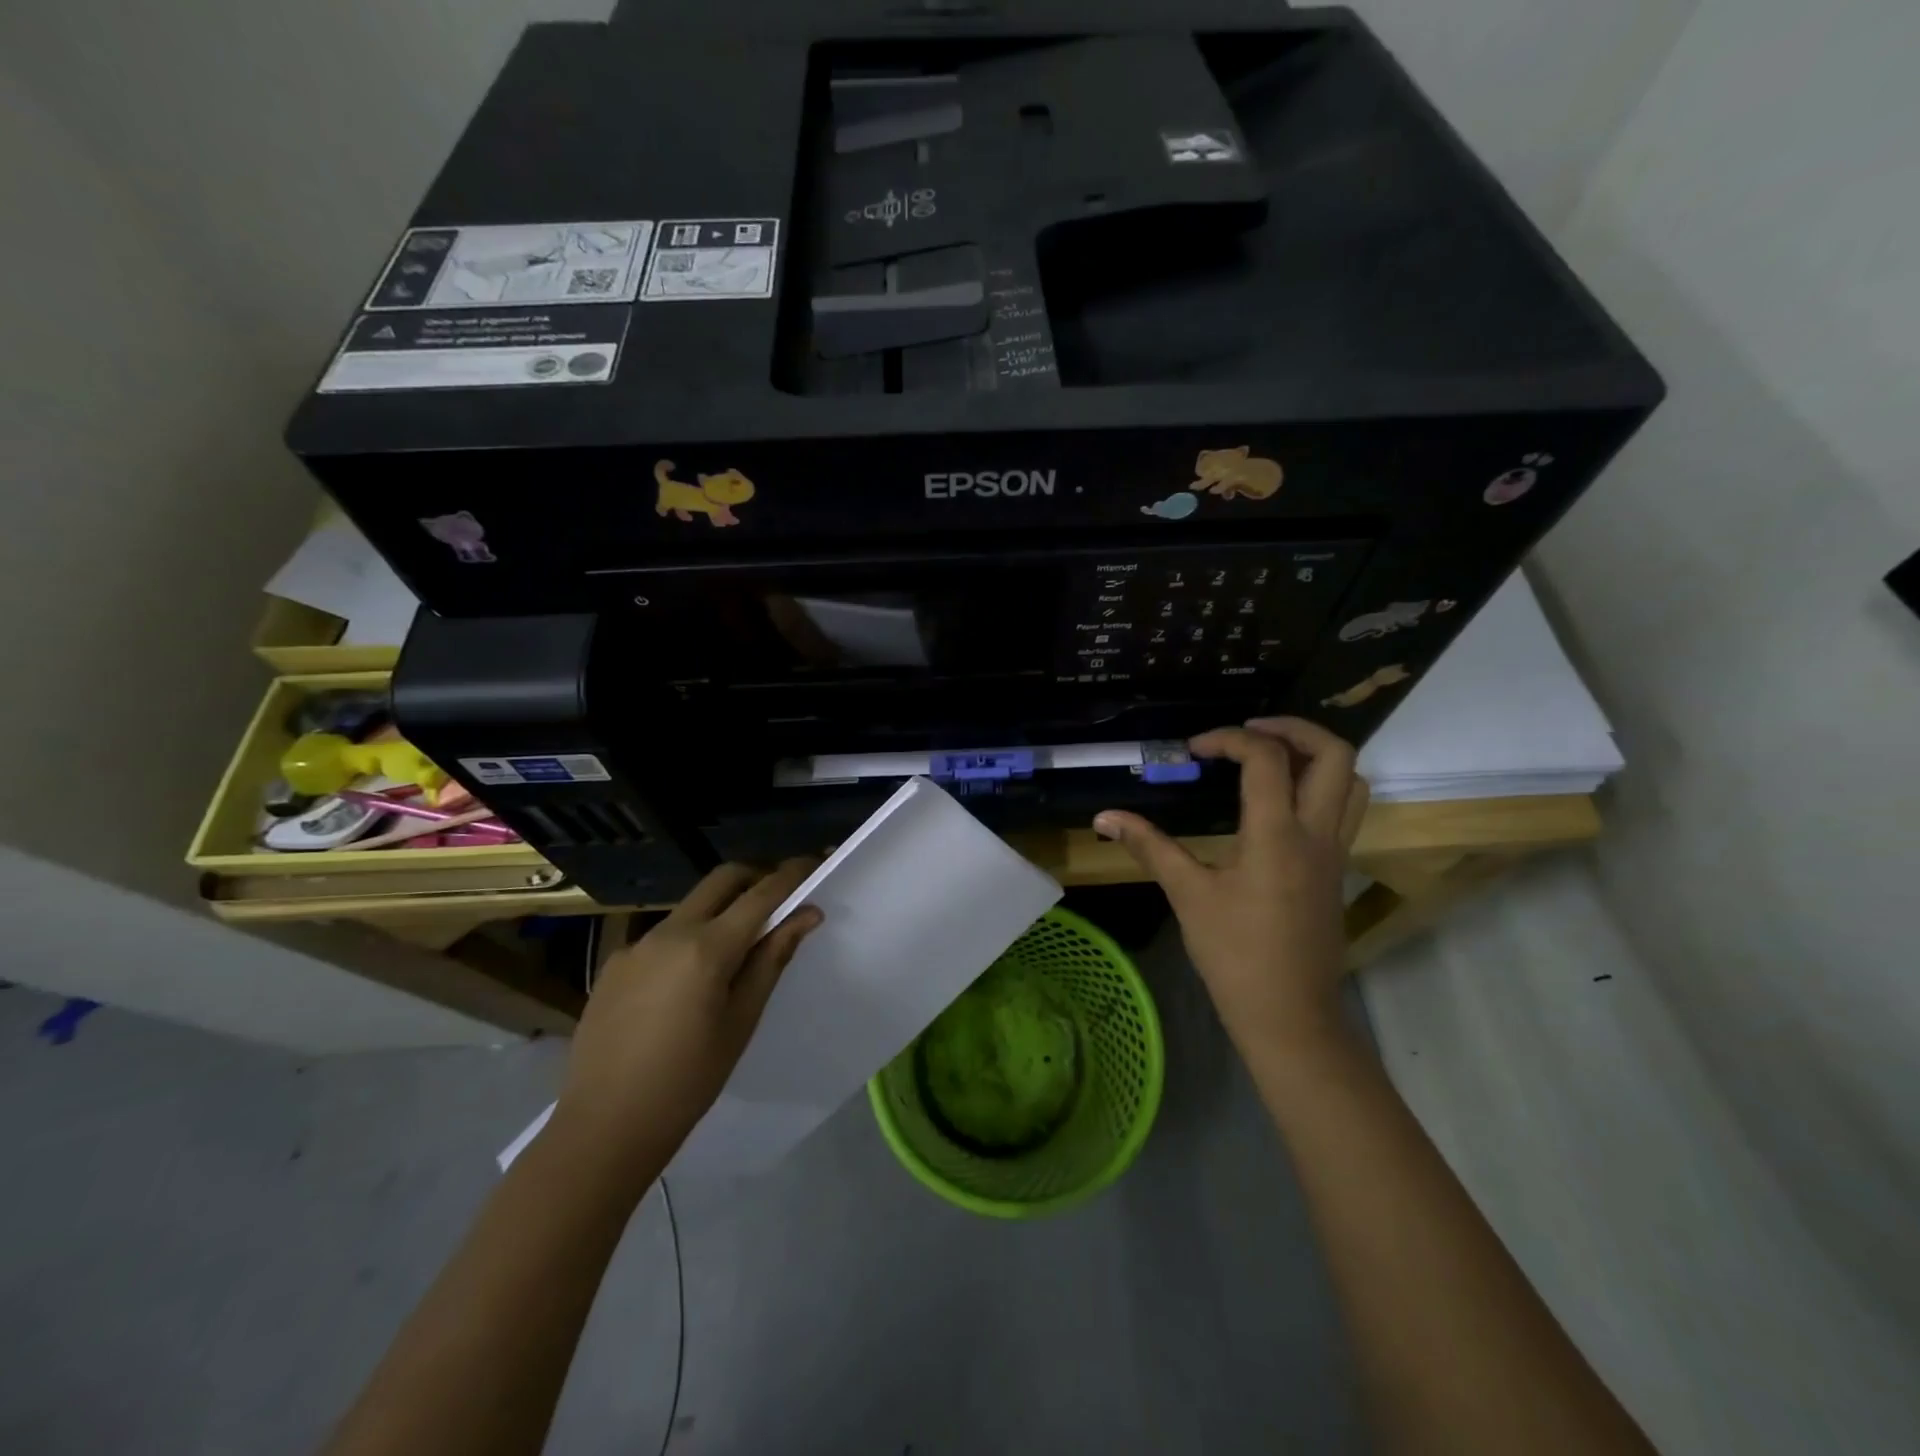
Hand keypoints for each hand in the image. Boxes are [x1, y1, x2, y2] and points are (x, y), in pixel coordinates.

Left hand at [555, 859, 822, 1162]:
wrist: (604, 1128)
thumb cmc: (689, 1081)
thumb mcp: (742, 1020)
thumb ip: (772, 959)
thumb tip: (806, 914)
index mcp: (707, 948)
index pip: (761, 893)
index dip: (791, 874)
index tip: (815, 862)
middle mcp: (669, 932)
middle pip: (722, 879)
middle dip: (756, 876)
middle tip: (781, 898)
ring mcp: (636, 945)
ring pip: (691, 906)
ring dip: (722, 909)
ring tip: (738, 950)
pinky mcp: (614, 964)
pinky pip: (663, 935)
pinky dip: (690, 938)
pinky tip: (689, 982)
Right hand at [1094, 718, 1366, 1060]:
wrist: (1289, 1015)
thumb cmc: (1235, 955)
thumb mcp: (1188, 895)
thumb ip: (1149, 846)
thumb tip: (1105, 816)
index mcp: (1277, 834)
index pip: (1266, 758)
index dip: (1228, 738)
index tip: (1193, 749)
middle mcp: (1317, 833)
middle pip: (1332, 753)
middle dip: (1292, 729)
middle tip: (1248, 732)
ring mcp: (1335, 851)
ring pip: (1350, 779)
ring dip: (1314, 755)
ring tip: (1270, 757)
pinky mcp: (1337, 869)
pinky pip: (1344, 808)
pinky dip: (1319, 786)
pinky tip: (1280, 803)